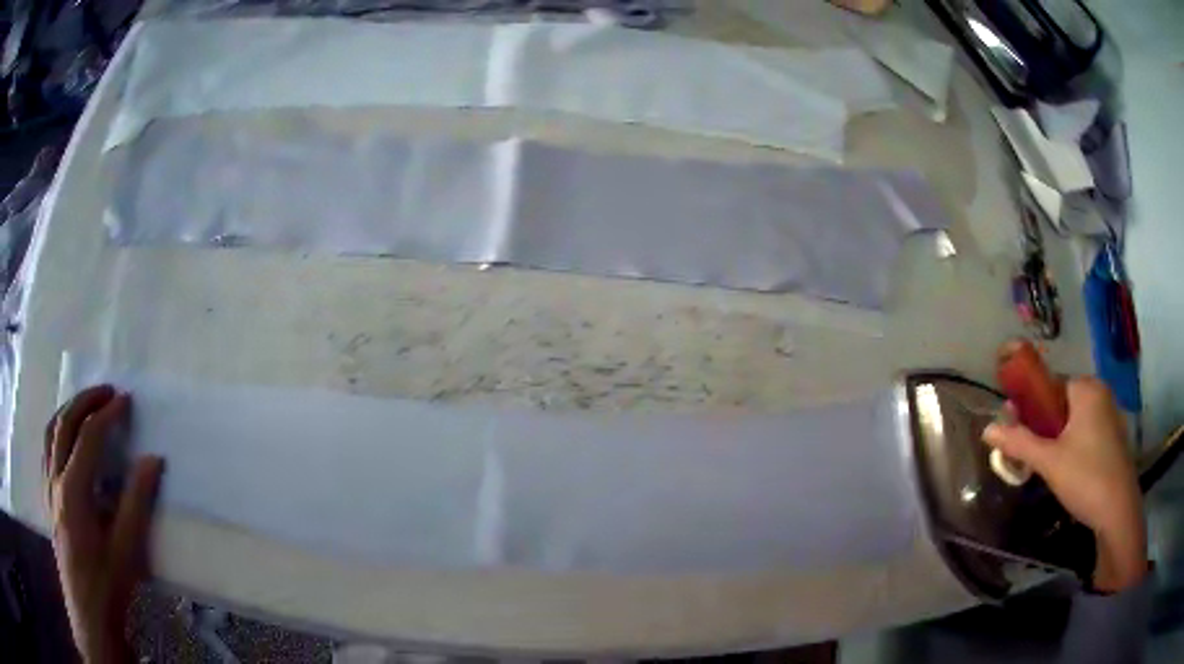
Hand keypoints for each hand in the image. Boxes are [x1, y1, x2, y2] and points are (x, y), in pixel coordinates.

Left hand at [44, 386, 163, 662]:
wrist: (88, 614)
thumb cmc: (108, 586)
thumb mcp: (127, 551)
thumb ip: (137, 502)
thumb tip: (152, 460)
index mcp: (73, 491)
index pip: (88, 437)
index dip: (108, 414)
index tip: (126, 400)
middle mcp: (55, 479)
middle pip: (64, 423)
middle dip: (85, 400)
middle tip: (106, 391)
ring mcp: (48, 487)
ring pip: (50, 431)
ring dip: (68, 410)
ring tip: (85, 405)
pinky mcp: (47, 497)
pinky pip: (46, 450)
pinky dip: (57, 432)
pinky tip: (66, 439)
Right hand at [983, 377, 1146, 592]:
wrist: (1118, 511)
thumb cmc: (1086, 477)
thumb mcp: (1049, 462)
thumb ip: (1020, 442)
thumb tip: (987, 429)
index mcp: (1086, 388)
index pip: (1051, 384)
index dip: (1031, 405)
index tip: (1016, 429)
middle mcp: (1100, 394)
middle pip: (1062, 403)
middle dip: (1043, 426)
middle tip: (1030, 453)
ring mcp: (1110, 416)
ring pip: (1074, 421)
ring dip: (1057, 439)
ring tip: (1046, 466)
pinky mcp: (1113, 438)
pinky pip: (1086, 433)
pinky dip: (1073, 446)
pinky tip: (1067, 472)